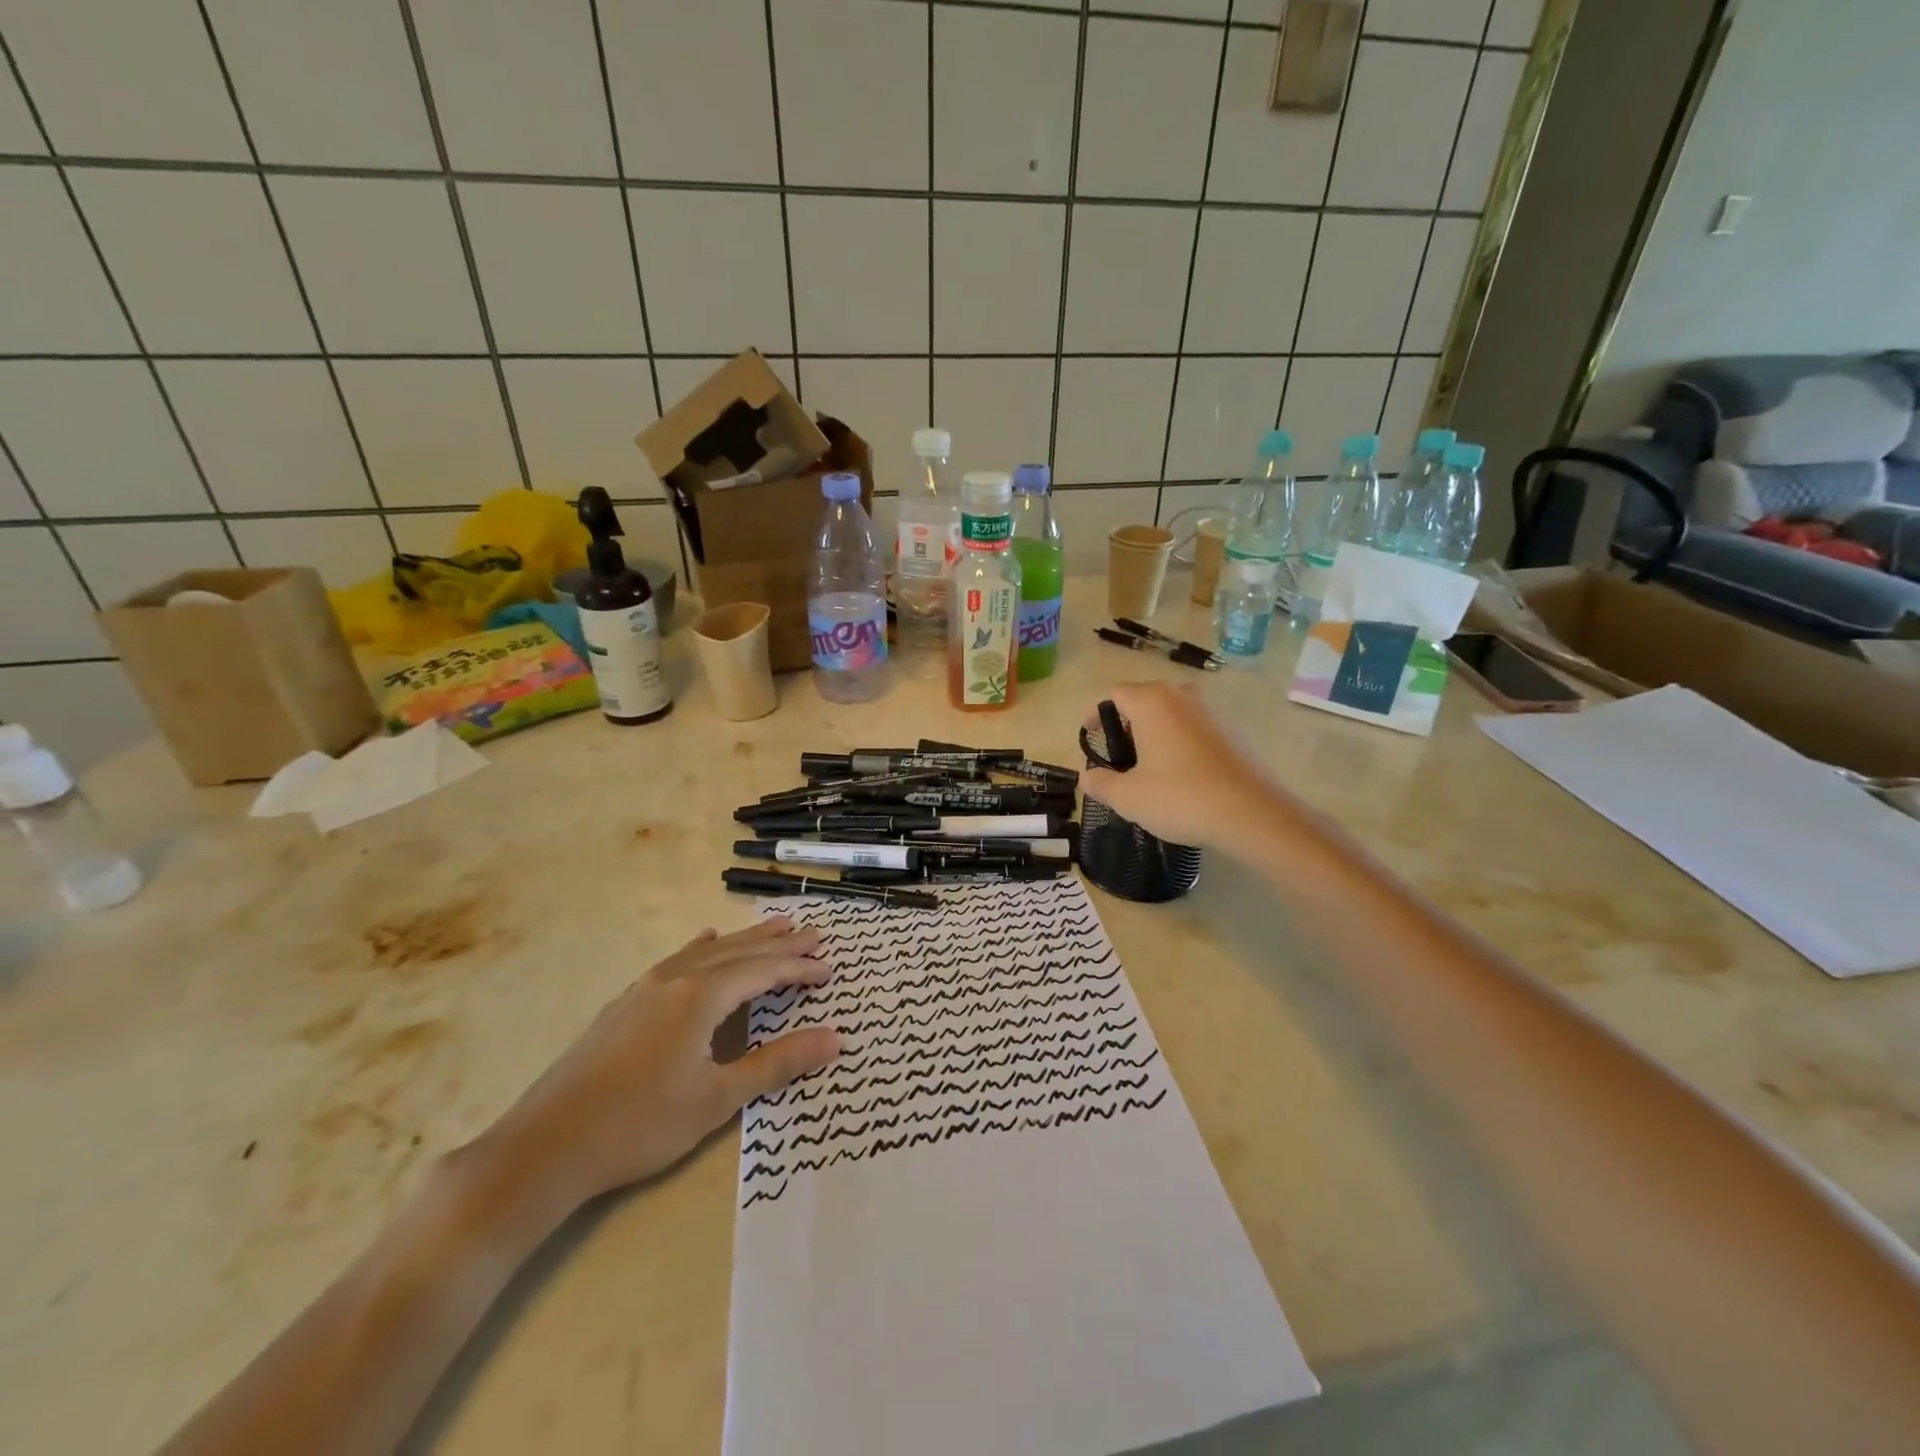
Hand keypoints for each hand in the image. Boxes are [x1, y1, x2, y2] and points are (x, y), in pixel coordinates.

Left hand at [476, 919, 838, 1211]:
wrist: (545, 1146)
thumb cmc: (640, 1124)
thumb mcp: (717, 1098)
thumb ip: (777, 1063)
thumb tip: (835, 1038)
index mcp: (700, 997)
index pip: (762, 971)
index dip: (798, 969)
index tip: (829, 968)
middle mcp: (675, 979)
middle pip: (738, 952)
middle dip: (778, 944)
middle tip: (813, 934)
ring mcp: (645, 988)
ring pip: (707, 951)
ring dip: (744, 940)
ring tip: (774, 926)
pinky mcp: (625, 1003)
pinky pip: (676, 960)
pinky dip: (701, 948)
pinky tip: (704, 940)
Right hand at [1080, 682, 1293, 858]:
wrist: (1252, 814)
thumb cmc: (1180, 797)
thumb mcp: (1128, 797)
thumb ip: (1100, 783)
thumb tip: (1087, 777)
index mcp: (1151, 702)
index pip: (1113, 694)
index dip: (1096, 714)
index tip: (1091, 738)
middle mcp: (1182, 696)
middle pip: (1143, 699)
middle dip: (1126, 723)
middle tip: (1118, 757)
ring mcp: (1211, 711)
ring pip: (1171, 712)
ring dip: (1155, 732)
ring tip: (1148, 766)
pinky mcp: (1232, 730)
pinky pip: (1194, 728)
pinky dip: (1180, 742)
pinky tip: (1181, 774)